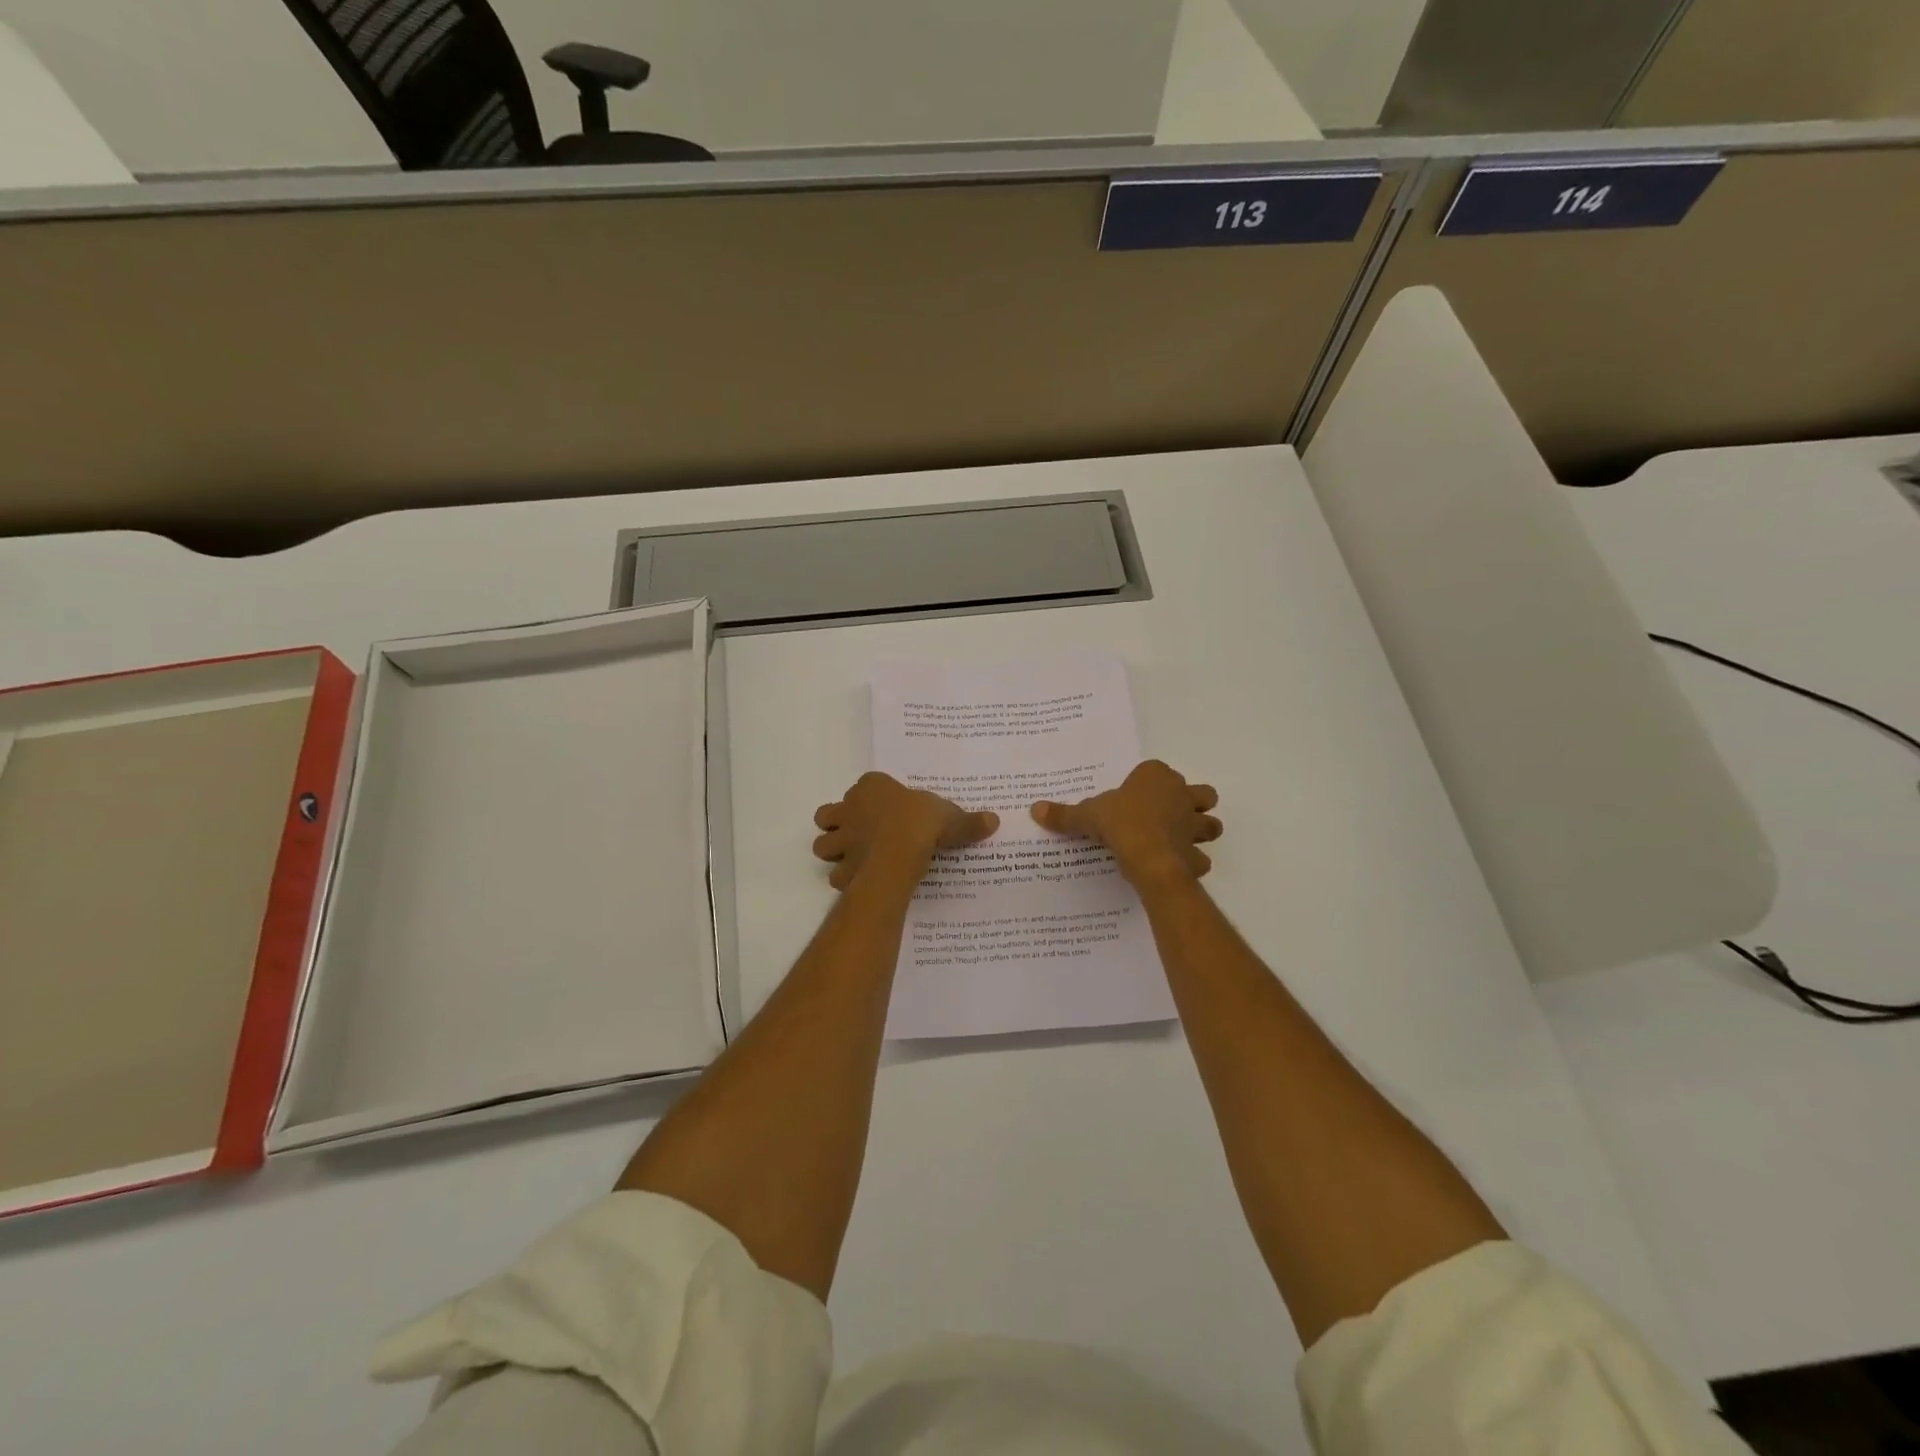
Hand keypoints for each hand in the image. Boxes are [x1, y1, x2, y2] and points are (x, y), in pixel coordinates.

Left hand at [813, 772, 999, 889]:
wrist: (899, 852)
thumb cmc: (922, 822)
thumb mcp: (951, 817)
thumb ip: (968, 821)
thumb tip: (994, 820)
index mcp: (872, 787)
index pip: (865, 785)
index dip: (872, 796)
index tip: (888, 807)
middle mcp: (850, 809)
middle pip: (830, 814)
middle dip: (839, 824)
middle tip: (860, 834)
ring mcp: (842, 840)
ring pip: (823, 844)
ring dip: (834, 850)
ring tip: (854, 858)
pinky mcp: (842, 867)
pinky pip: (836, 874)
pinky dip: (845, 878)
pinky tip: (861, 882)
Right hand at [1031, 759, 1220, 885]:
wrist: (1148, 856)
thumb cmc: (1119, 823)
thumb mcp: (1086, 815)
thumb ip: (1064, 814)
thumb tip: (1034, 809)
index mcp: (1156, 777)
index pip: (1158, 771)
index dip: (1150, 783)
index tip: (1135, 796)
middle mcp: (1181, 795)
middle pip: (1201, 793)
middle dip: (1193, 803)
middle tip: (1171, 816)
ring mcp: (1194, 825)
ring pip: (1211, 824)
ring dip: (1200, 832)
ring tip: (1179, 841)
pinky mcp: (1196, 854)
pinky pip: (1200, 858)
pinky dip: (1192, 863)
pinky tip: (1175, 868)